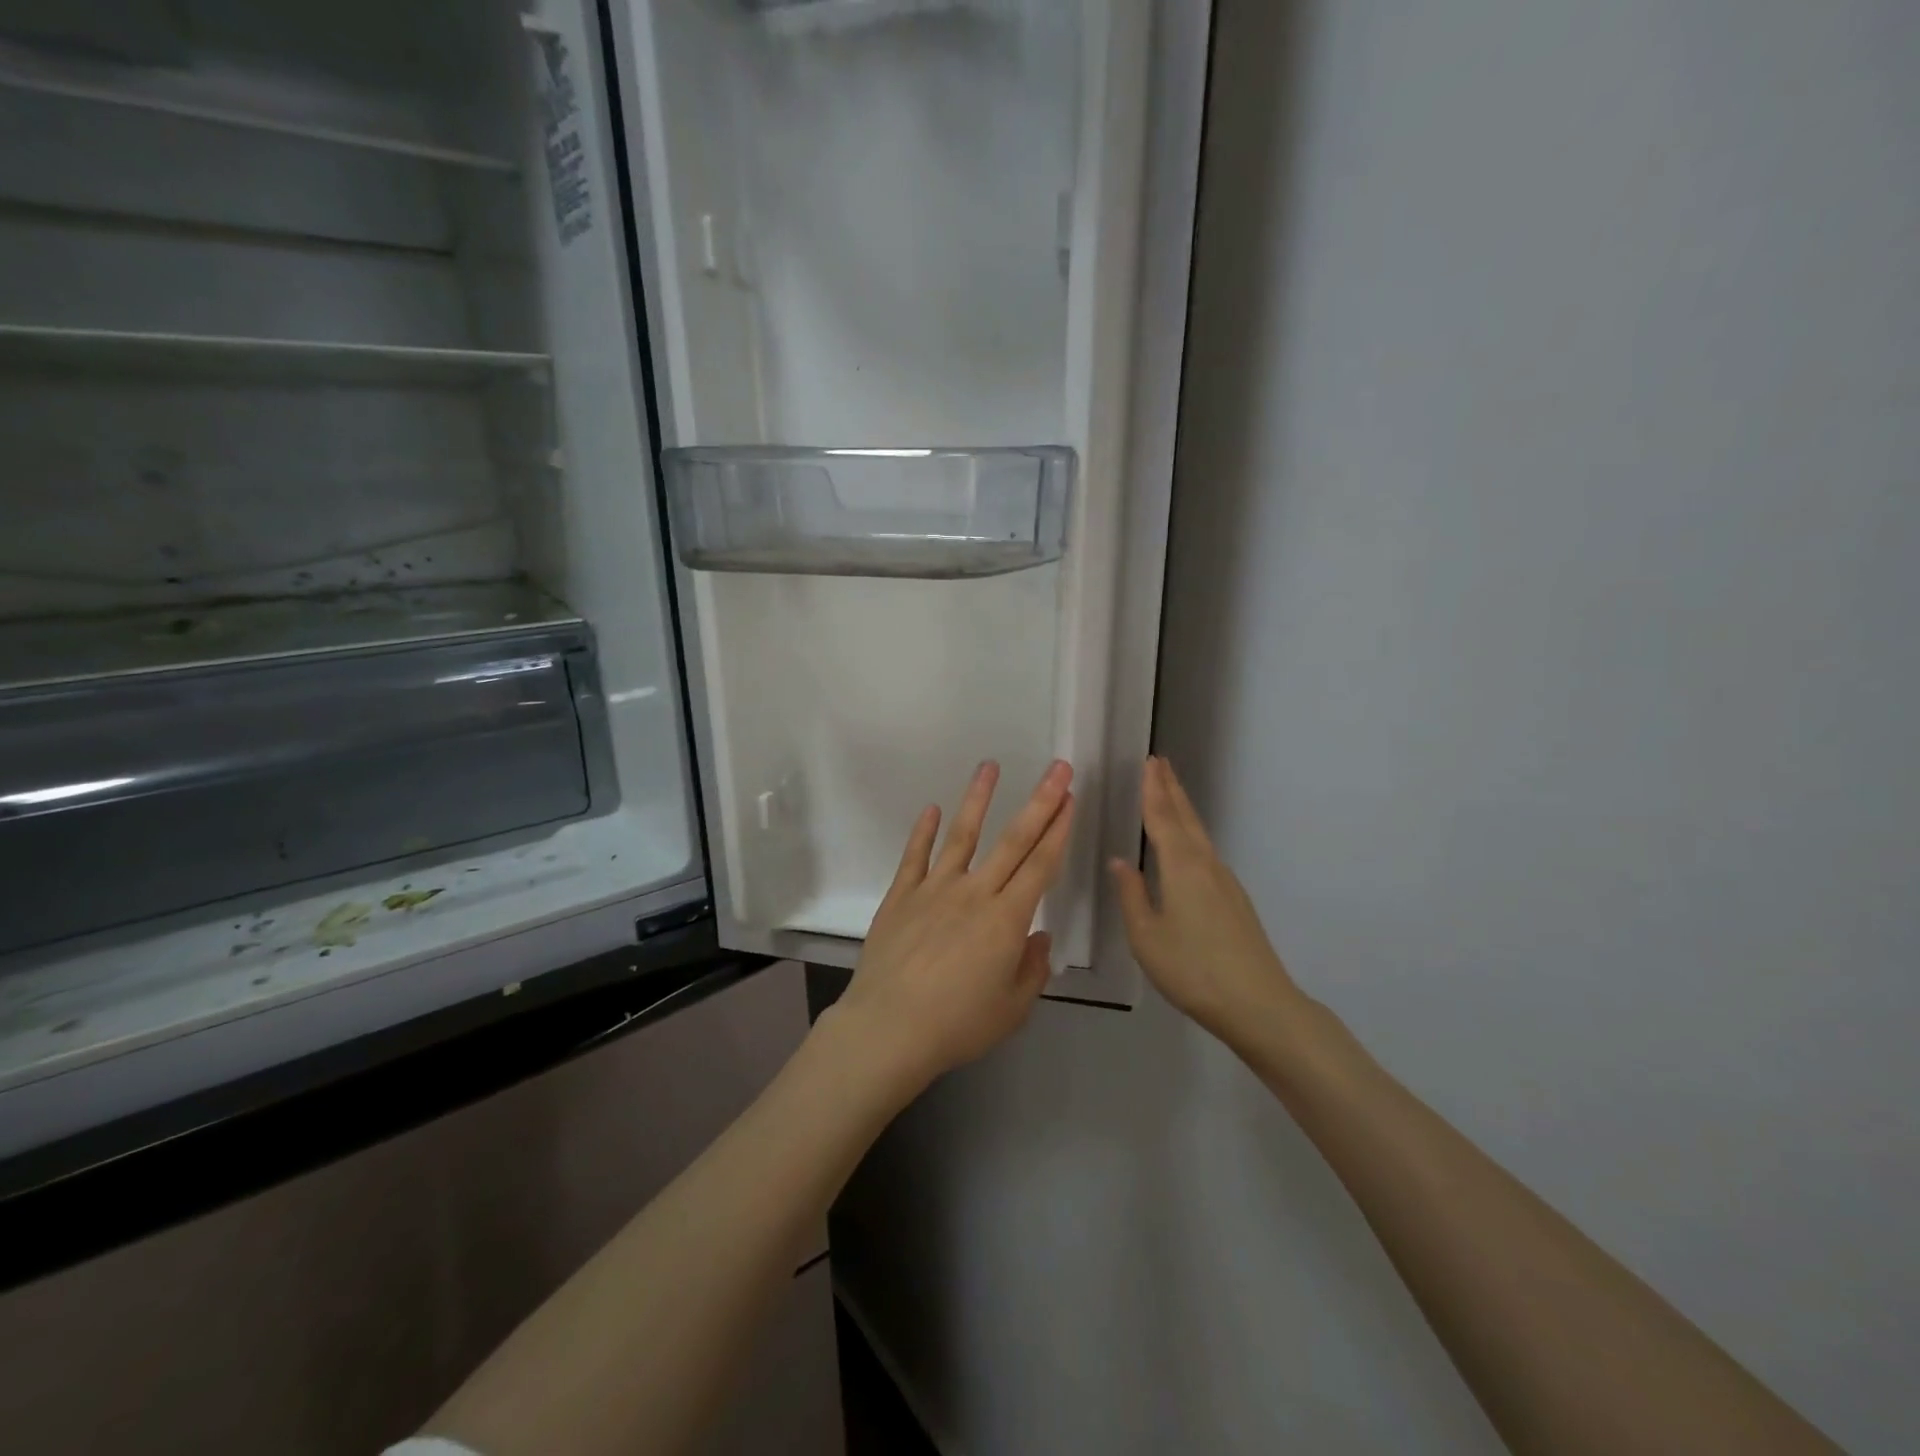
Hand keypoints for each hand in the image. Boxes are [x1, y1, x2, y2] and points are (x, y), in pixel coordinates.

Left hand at [833, 760, 1075, 1087]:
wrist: (888, 1028)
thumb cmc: (956, 1024)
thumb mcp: (1012, 1009)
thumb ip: (1032, 969)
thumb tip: (1039, 935)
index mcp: (1007, 919)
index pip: (1041, 865)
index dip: (1059, 829)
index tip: (1070, 798)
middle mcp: (974, 893)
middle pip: (1013, 841)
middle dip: (1039, 802)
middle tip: (1057, 768)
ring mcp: (934, 889)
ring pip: (962, 835)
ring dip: (978, 799)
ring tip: (989, 766)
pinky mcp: (901, 895)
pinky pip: (915, 856)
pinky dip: (924, 831)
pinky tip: (932, 809)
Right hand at [1110, 756, 1307, 1043]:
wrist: (1258, 1003)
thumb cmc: (1193, 969)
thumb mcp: (1146, 936)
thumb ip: (1132, 896)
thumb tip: (1120, 862)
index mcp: (1181, 867)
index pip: (1161, 818)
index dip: (1152, 790)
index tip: (1148, 762)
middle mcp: (1205, 864)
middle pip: (1186, 818)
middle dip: (1171, 789)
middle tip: (1159, 763)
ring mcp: (1225, 881)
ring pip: (1198, 834)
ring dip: (1182, 809)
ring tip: (1169, 792)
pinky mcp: (1234, 899)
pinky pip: (1205, 852)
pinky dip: (1191, 834)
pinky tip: (1185, 846)